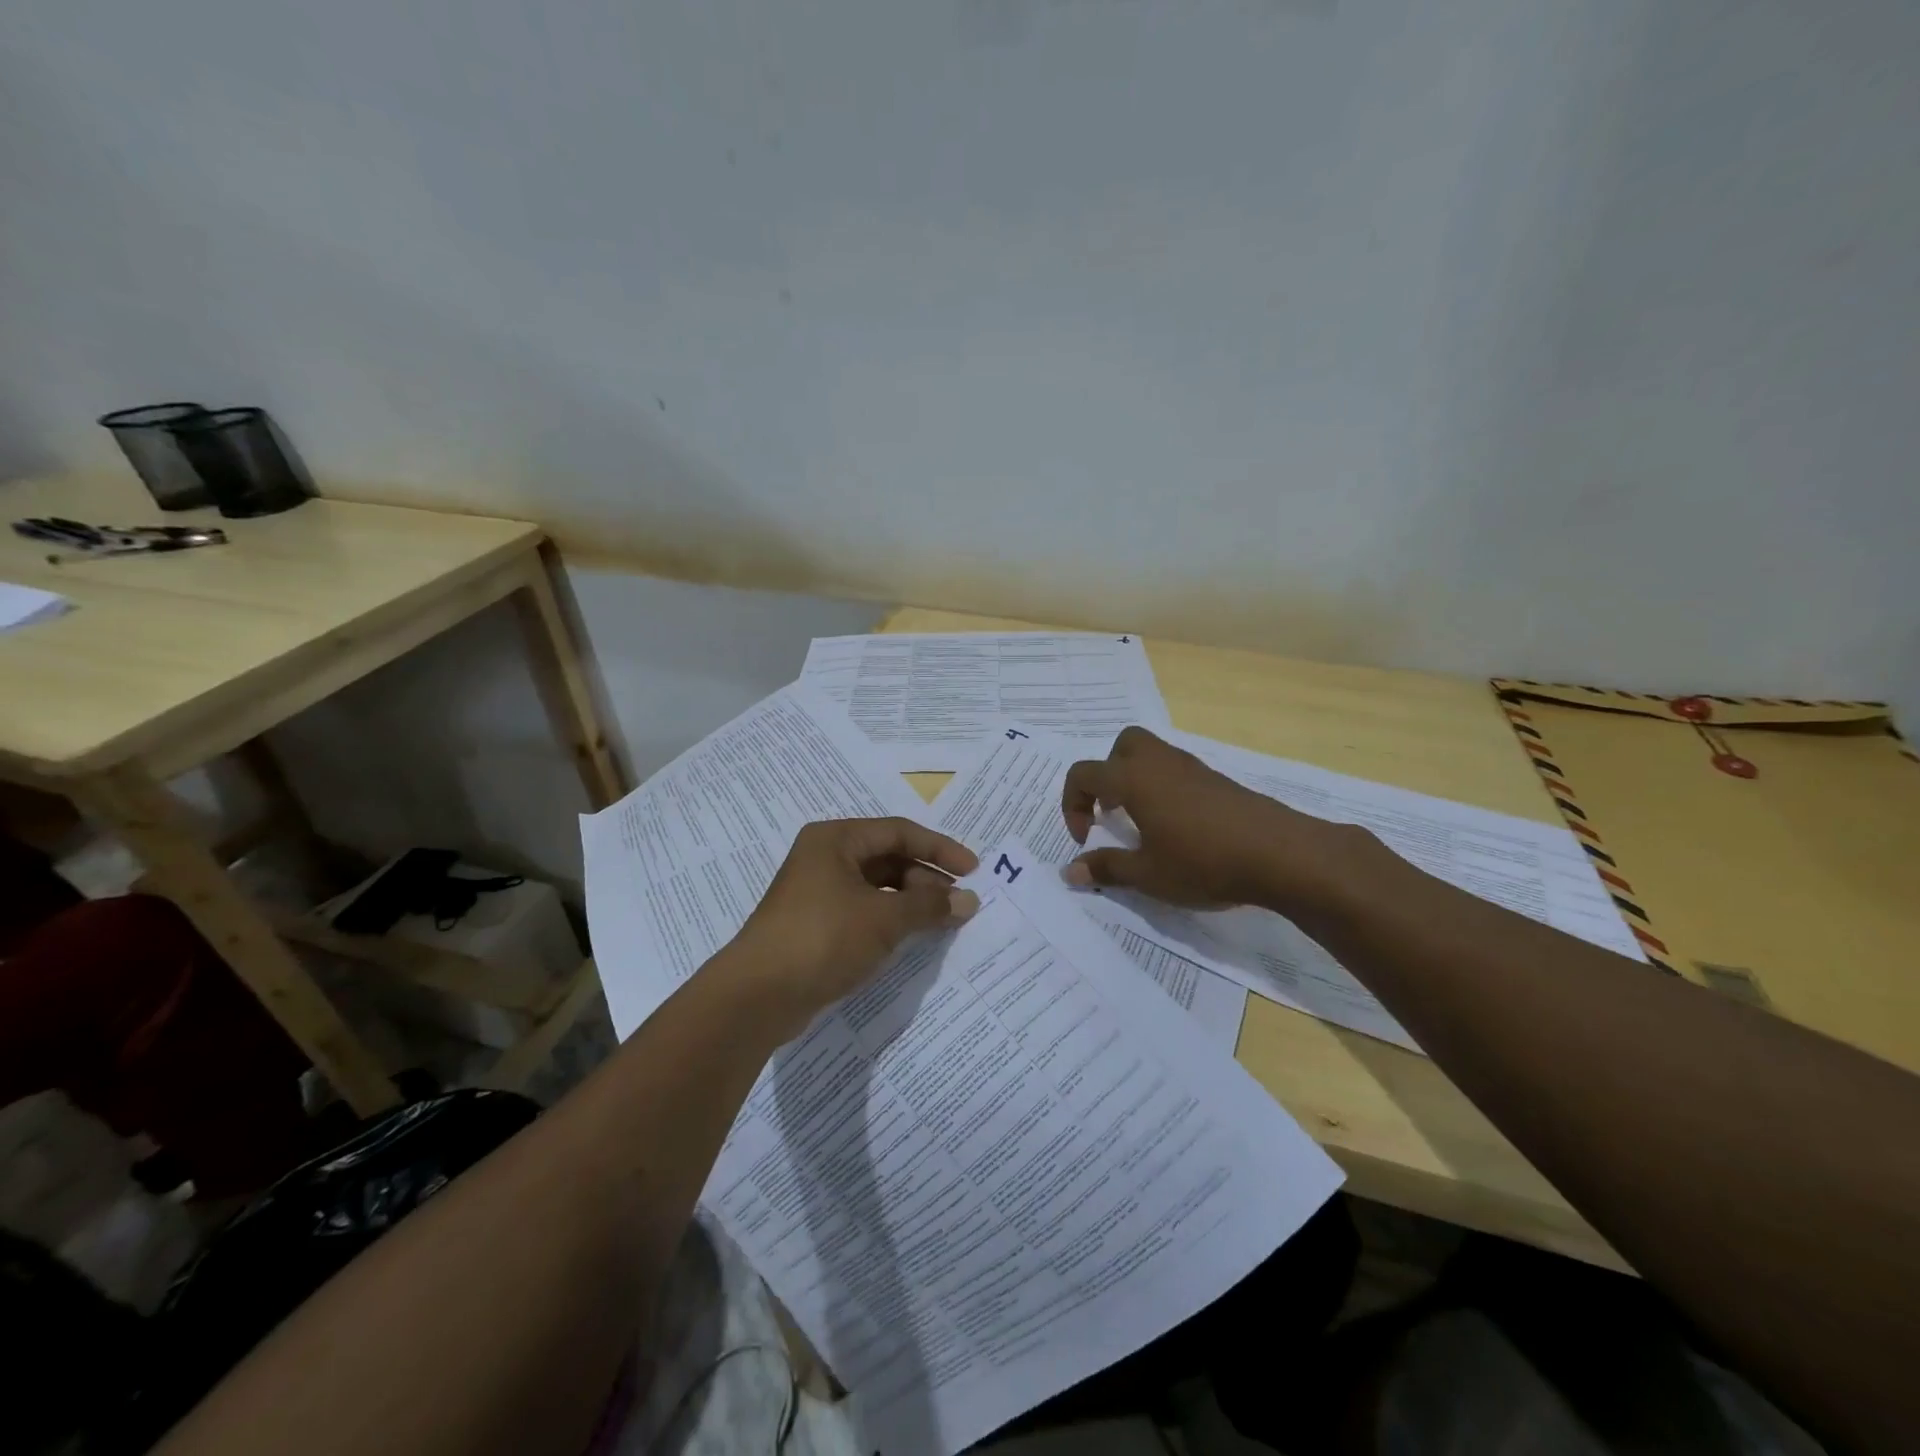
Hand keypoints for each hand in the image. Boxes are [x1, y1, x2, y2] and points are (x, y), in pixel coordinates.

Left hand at [722, 818, 979, 1034]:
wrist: (757, 996)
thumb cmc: (823, 938)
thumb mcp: (884, 918)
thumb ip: (929, 905)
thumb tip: (969, 900)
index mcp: (836, 839)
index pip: (899, 832)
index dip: (940, 849)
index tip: (974, 870)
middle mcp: (825, 857)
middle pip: (888, 858)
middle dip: (926, 879)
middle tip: (958, 904)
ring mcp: (817, 892)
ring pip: (877, 887)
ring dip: (911, 902)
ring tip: (941, 923)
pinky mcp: (815, 924)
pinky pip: (864, 911)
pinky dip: (890, 920)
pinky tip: (910, 938)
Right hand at [1060, 726, 1354, 910]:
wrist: (1279, 854)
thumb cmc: (1202, 862)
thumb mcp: (1147, 874)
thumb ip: (1105, 868)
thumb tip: (1070, 871)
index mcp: (1133, 779)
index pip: (1084, 774)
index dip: (1072, 805)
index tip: (1087, 839)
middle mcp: (1159, 763)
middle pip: (1121, 745)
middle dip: (1106, 774)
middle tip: (1111, 811)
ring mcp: (1191, 768)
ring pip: (1152, 754)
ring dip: (1136, 780)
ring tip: (1142, 823)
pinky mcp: (1216, 780)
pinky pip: (1176, 770)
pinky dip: (1163, 788)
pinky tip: (1177, 827)